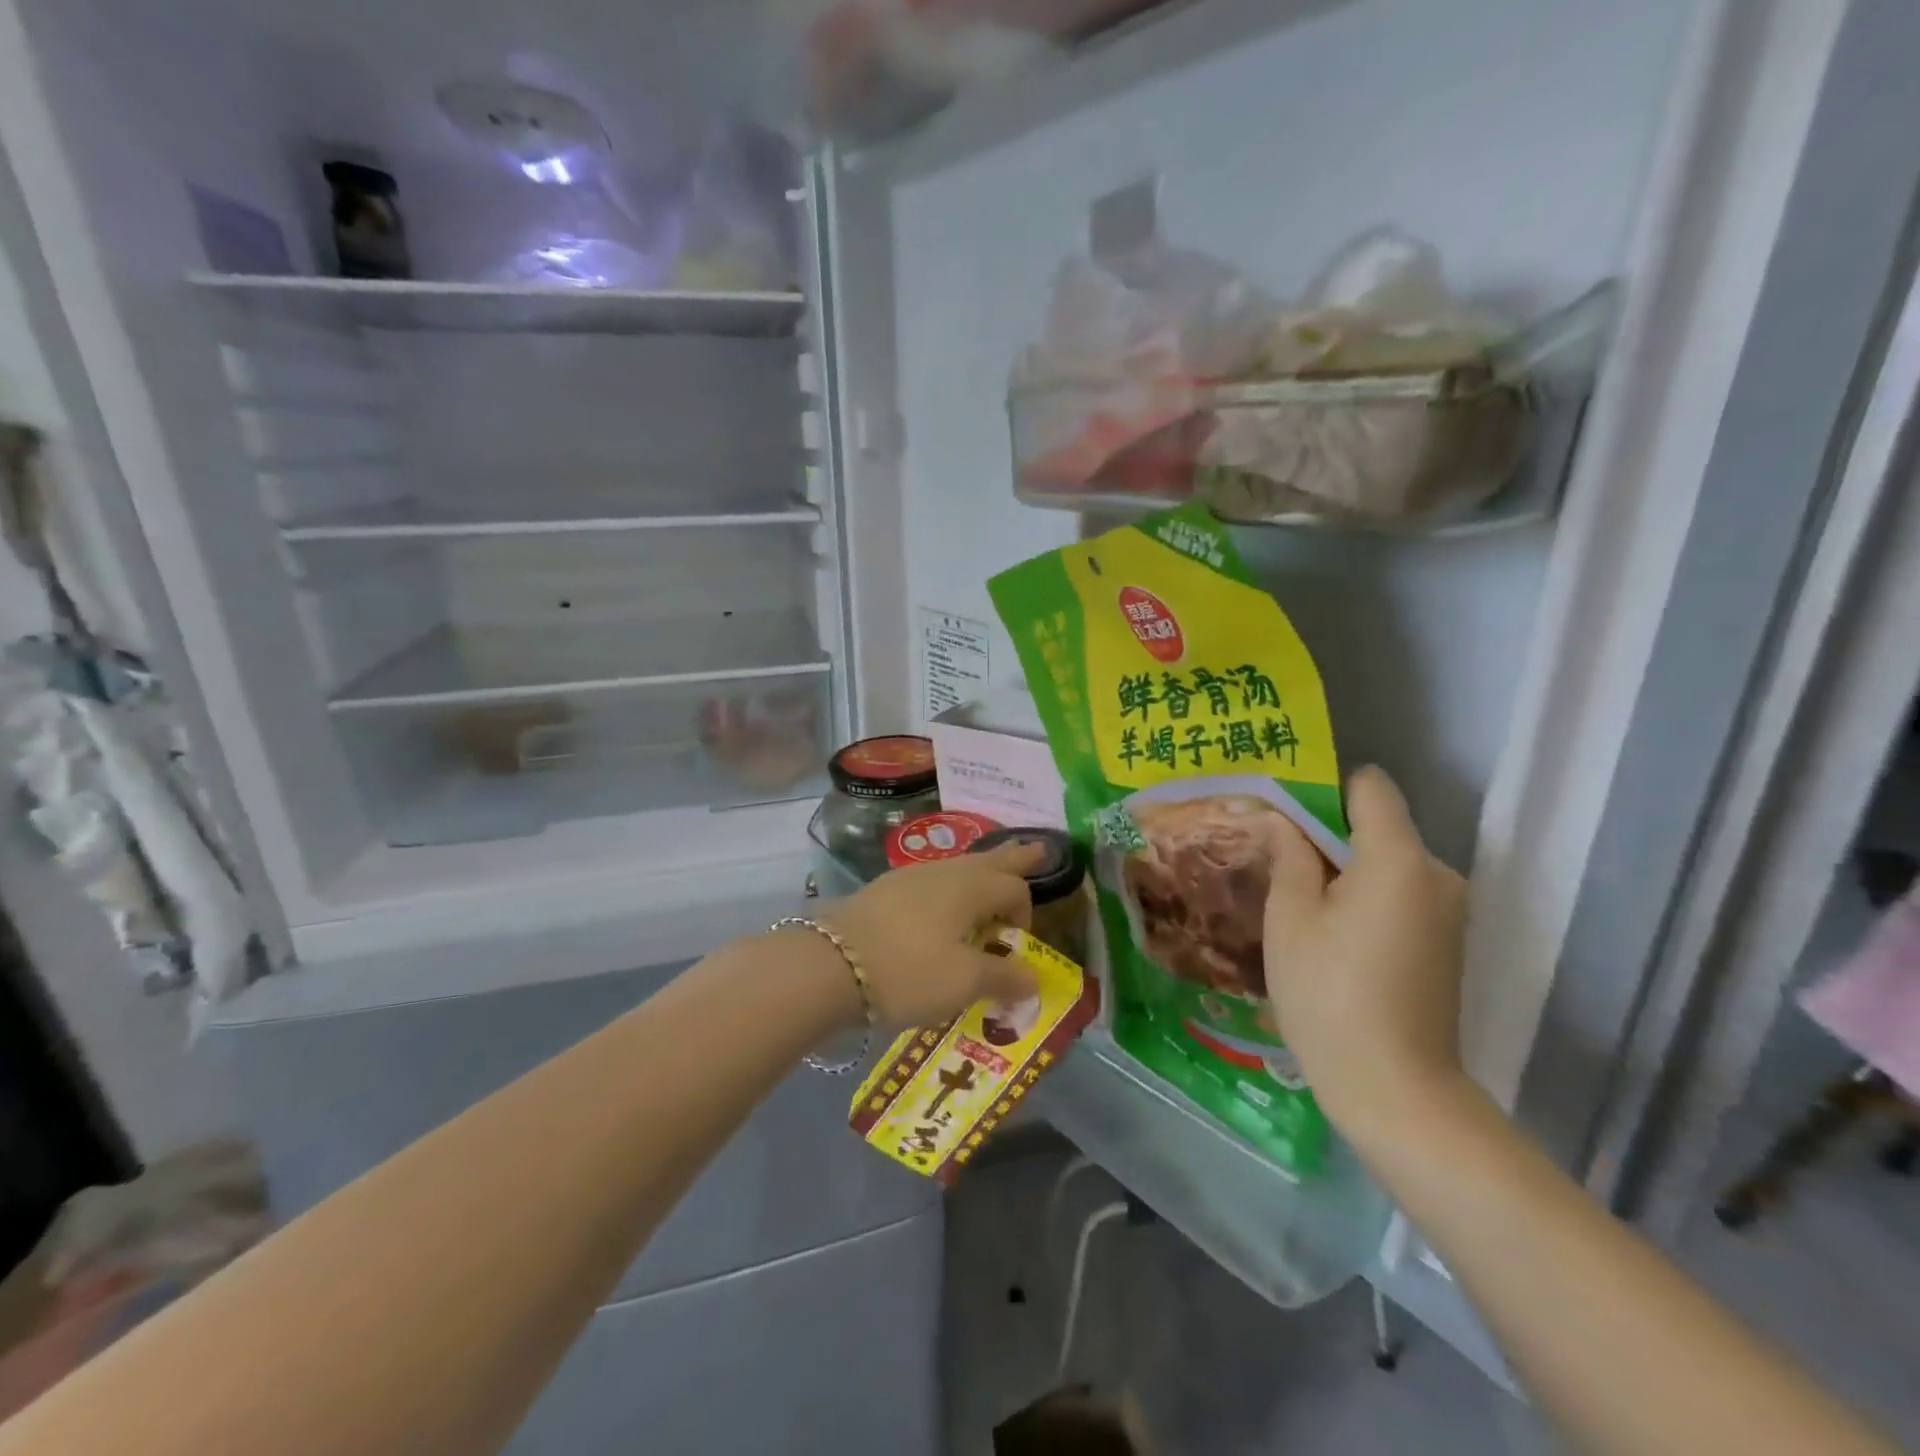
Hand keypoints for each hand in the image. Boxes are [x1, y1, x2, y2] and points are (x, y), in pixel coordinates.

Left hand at [821, 842, 1044, 1028]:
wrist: (829, 965)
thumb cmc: (908, 971)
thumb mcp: (963, 983)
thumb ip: (1003, 977)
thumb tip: (1034, 979)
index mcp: (971, 888)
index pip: (1014, 888)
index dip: (1024, 914)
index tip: (1014, 946)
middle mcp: (945, 872)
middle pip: (989, 860)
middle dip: (1014, 857)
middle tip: (1037, 849)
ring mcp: (910, 877)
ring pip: (958, 866)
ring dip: (981, 868)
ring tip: (990, 869)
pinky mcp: (884, 890)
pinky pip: (931, 880)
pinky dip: (949, 885)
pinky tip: (940, 899)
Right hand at [1263, 767, 1470, 1135]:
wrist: (1396, 1091)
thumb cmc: (1329, 994)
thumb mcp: (1290, 919)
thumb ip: (1290, 857)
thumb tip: (1286, 822)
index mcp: (1398, 859)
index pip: (1371, 787)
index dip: (1326, 790)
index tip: (1286, 815)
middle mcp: (1437, 874)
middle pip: (1378, 827)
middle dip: (1328, 837)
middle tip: (1277, 864)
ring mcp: (1448, 912)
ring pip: (1387, 864)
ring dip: (1344, 872)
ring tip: (1298, 906)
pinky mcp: (1447, 943)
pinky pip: (1401, 896)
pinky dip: (1365, 900)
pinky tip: (1331, 938)